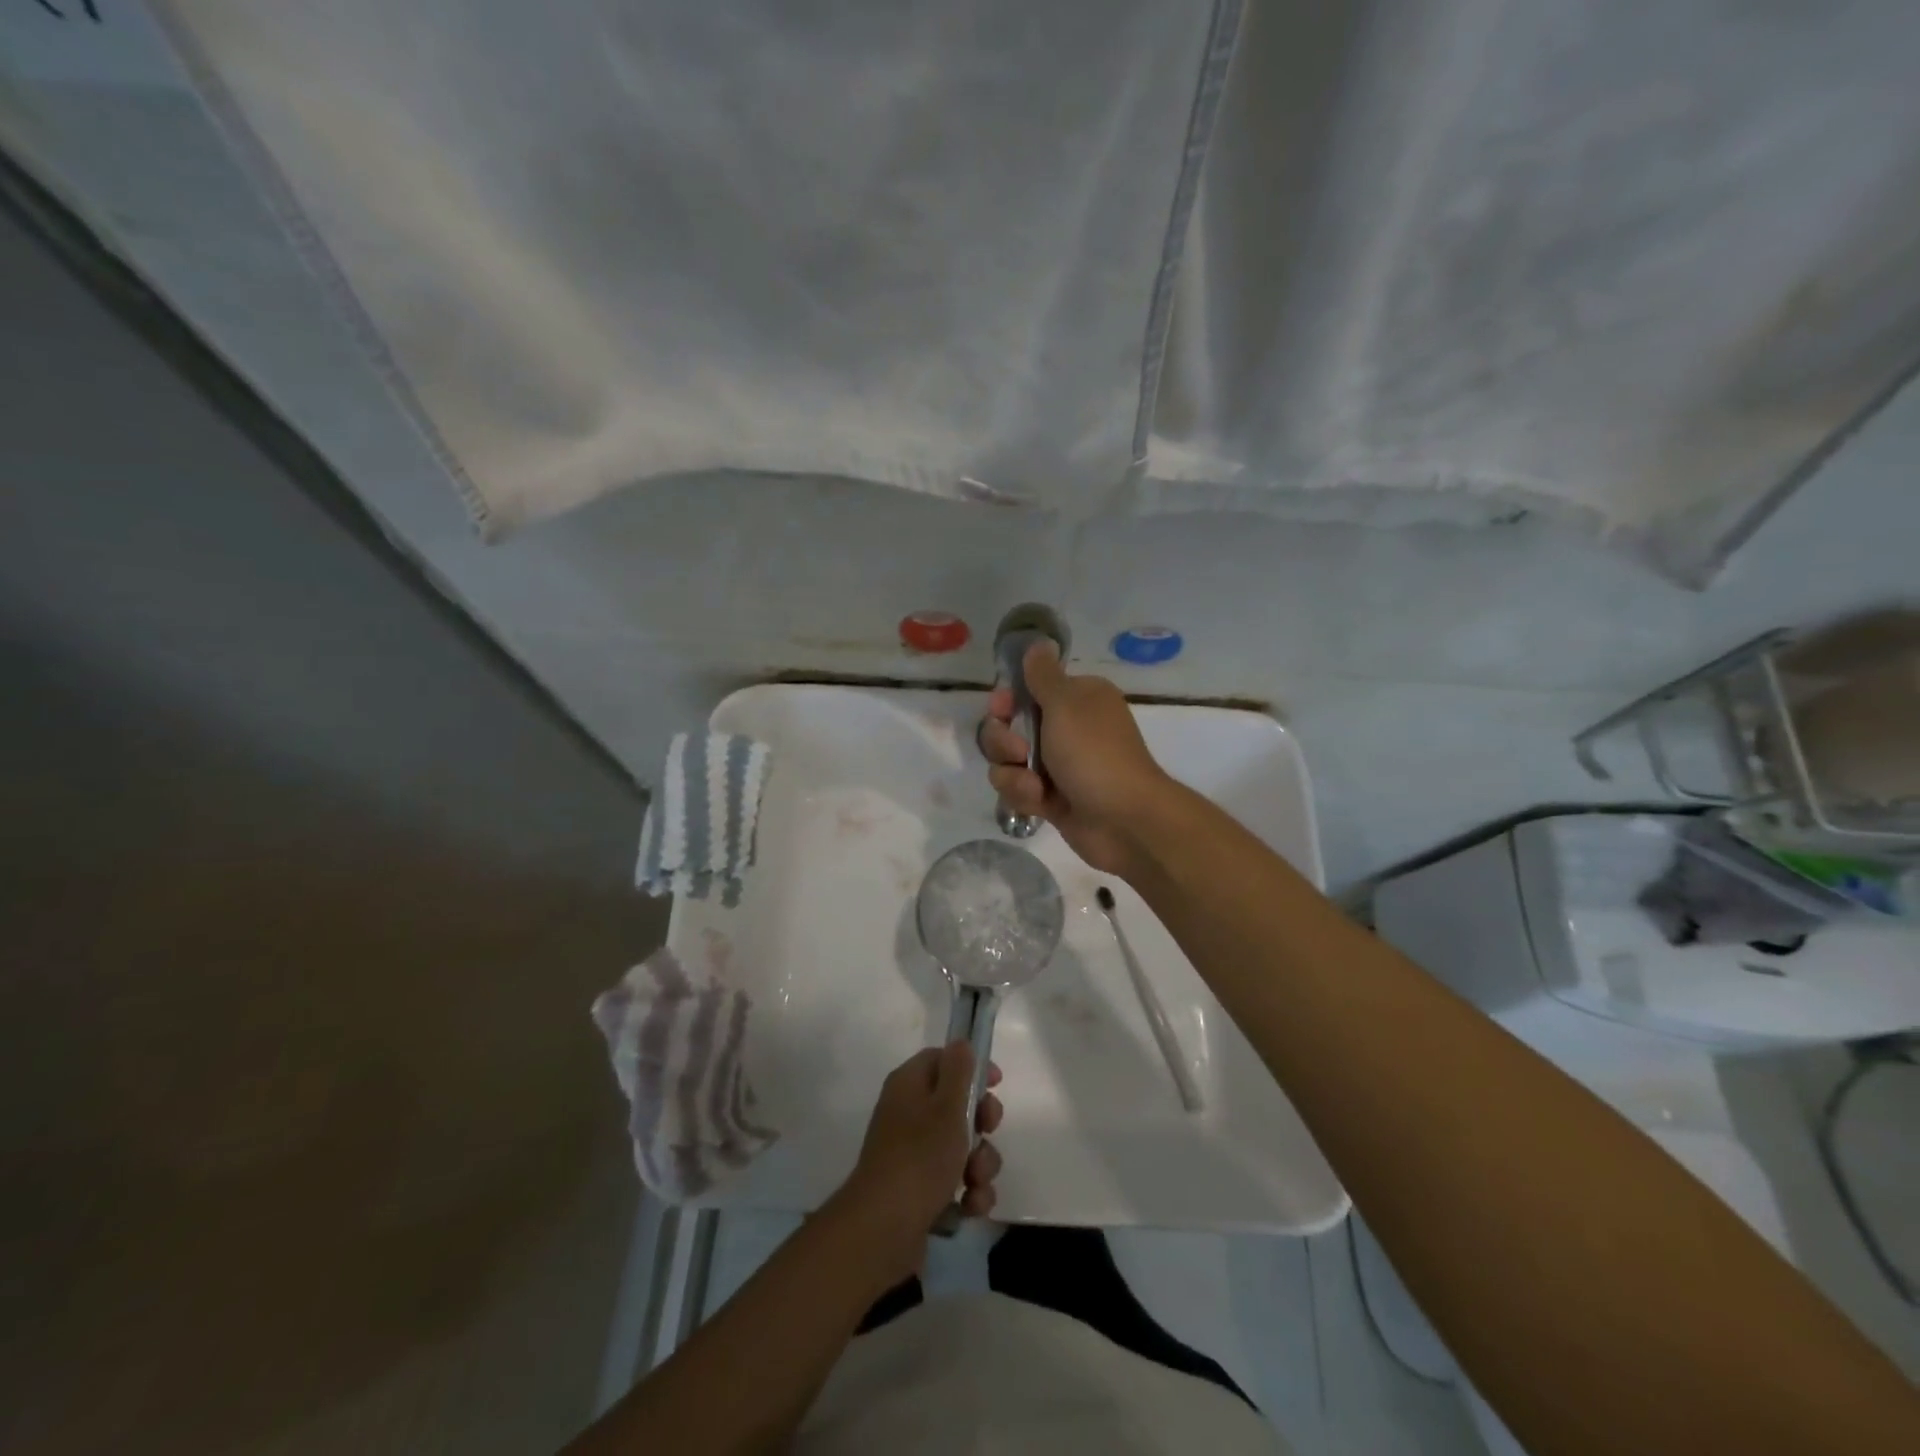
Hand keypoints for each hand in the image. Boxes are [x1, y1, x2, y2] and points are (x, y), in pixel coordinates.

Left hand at [833, 1043, 1002, 1279]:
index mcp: (909, 1085)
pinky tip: (970, 1206)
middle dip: (982, 1123)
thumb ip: (959, 1070)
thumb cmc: (920, 1157)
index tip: (997, 1083)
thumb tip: (961, 1043)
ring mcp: (914, 1154)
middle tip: (988, 1132)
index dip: (971, 1068)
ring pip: (963, 1147)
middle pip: (958, 1105)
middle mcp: (909, 1114)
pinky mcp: (921, 1190)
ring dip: (980, 1164)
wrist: (883, 1229)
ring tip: (975, 1182)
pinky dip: (969, 1193)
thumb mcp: (947, 1106)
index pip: (943, 1060)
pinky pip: (956, 1182)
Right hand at [979, 642, 1175, 876]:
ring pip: (1007, 762)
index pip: (1026, 691)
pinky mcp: (1050, 799)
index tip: (1002, 709)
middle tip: (1019, 752)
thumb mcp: (1066, 704)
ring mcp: (1058, 766)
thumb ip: (1043, 675)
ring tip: (1034, 787)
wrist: (1124, 820)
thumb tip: (1038, 643)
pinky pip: (1017, 789)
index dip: (1006, 701)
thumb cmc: (1095, 754)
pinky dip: (1023, 795)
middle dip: (1003, 741)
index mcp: (1076, 699)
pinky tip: (1040, 803)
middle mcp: (1066, 728)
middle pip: (1008, 727)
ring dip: (1013, 774)